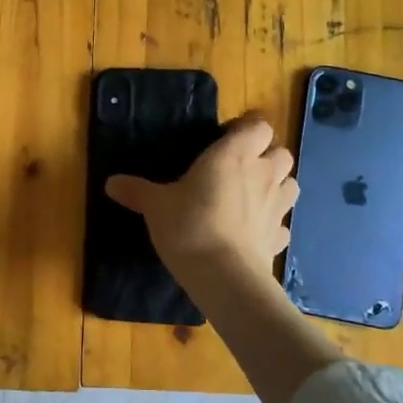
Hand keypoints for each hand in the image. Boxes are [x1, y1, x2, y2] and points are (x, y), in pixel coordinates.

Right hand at [105, 114, 297, 282]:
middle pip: (282, 153)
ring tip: (252, 195)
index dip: (247, 129)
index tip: (226, 138)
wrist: (223, 276)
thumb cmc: (189, 225)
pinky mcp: (278, 239)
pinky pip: (282, 224)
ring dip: (277, 185)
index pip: (258, 126)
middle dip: (267, 156)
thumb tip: (110, 182)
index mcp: (234, 155)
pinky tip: (254, 231)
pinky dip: (272, 223)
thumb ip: (137, 190)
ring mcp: (276, 208)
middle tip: (240, 167)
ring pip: (291, 184)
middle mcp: (262, 175)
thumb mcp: (155, 205)